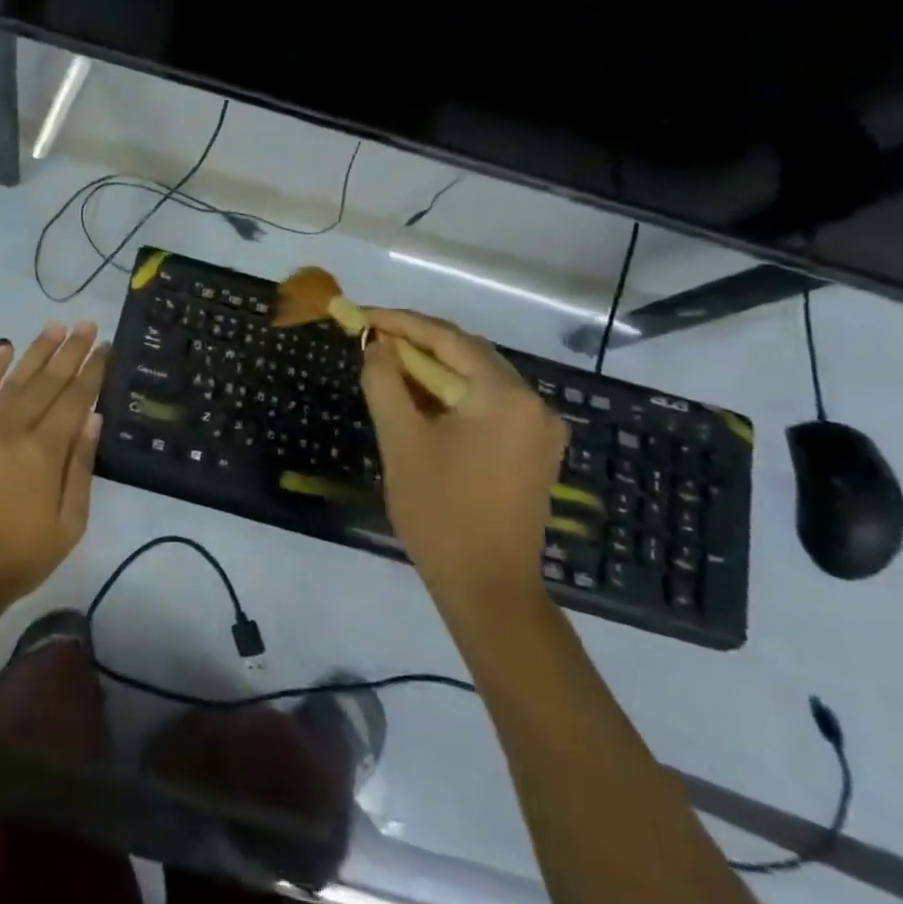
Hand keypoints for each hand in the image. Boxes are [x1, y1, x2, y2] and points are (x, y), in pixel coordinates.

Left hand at [0, 322, 109, 616]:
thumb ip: (80, 467)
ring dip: (37, 350)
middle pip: (48, 381)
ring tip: (56, 326)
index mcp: (44, 452)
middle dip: (71, 351)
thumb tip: (93, 418)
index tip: (105, 346)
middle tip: (88, 324)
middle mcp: (14, 430)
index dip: (93, 370)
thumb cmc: (20, 558)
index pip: (75, 399)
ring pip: (15, 379)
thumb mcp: (68, 524)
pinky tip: (4, 348)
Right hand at [359, 310, 566, 616]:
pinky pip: (489, 404)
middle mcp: (534, 403)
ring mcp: (539, 429)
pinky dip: (453, 394)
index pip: (448, 339)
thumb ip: (384, 381)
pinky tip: (421, 399)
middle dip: (417, 342)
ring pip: (478, 379)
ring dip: (434, 368)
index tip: (362, 315)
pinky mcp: (534, 450)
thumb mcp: (400, 440)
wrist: (488, 587)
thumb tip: (376, 344)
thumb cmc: (439, 511)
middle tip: (371, 337)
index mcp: (505, 396)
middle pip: (468, 353)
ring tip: (388, 364)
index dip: (401, 322)